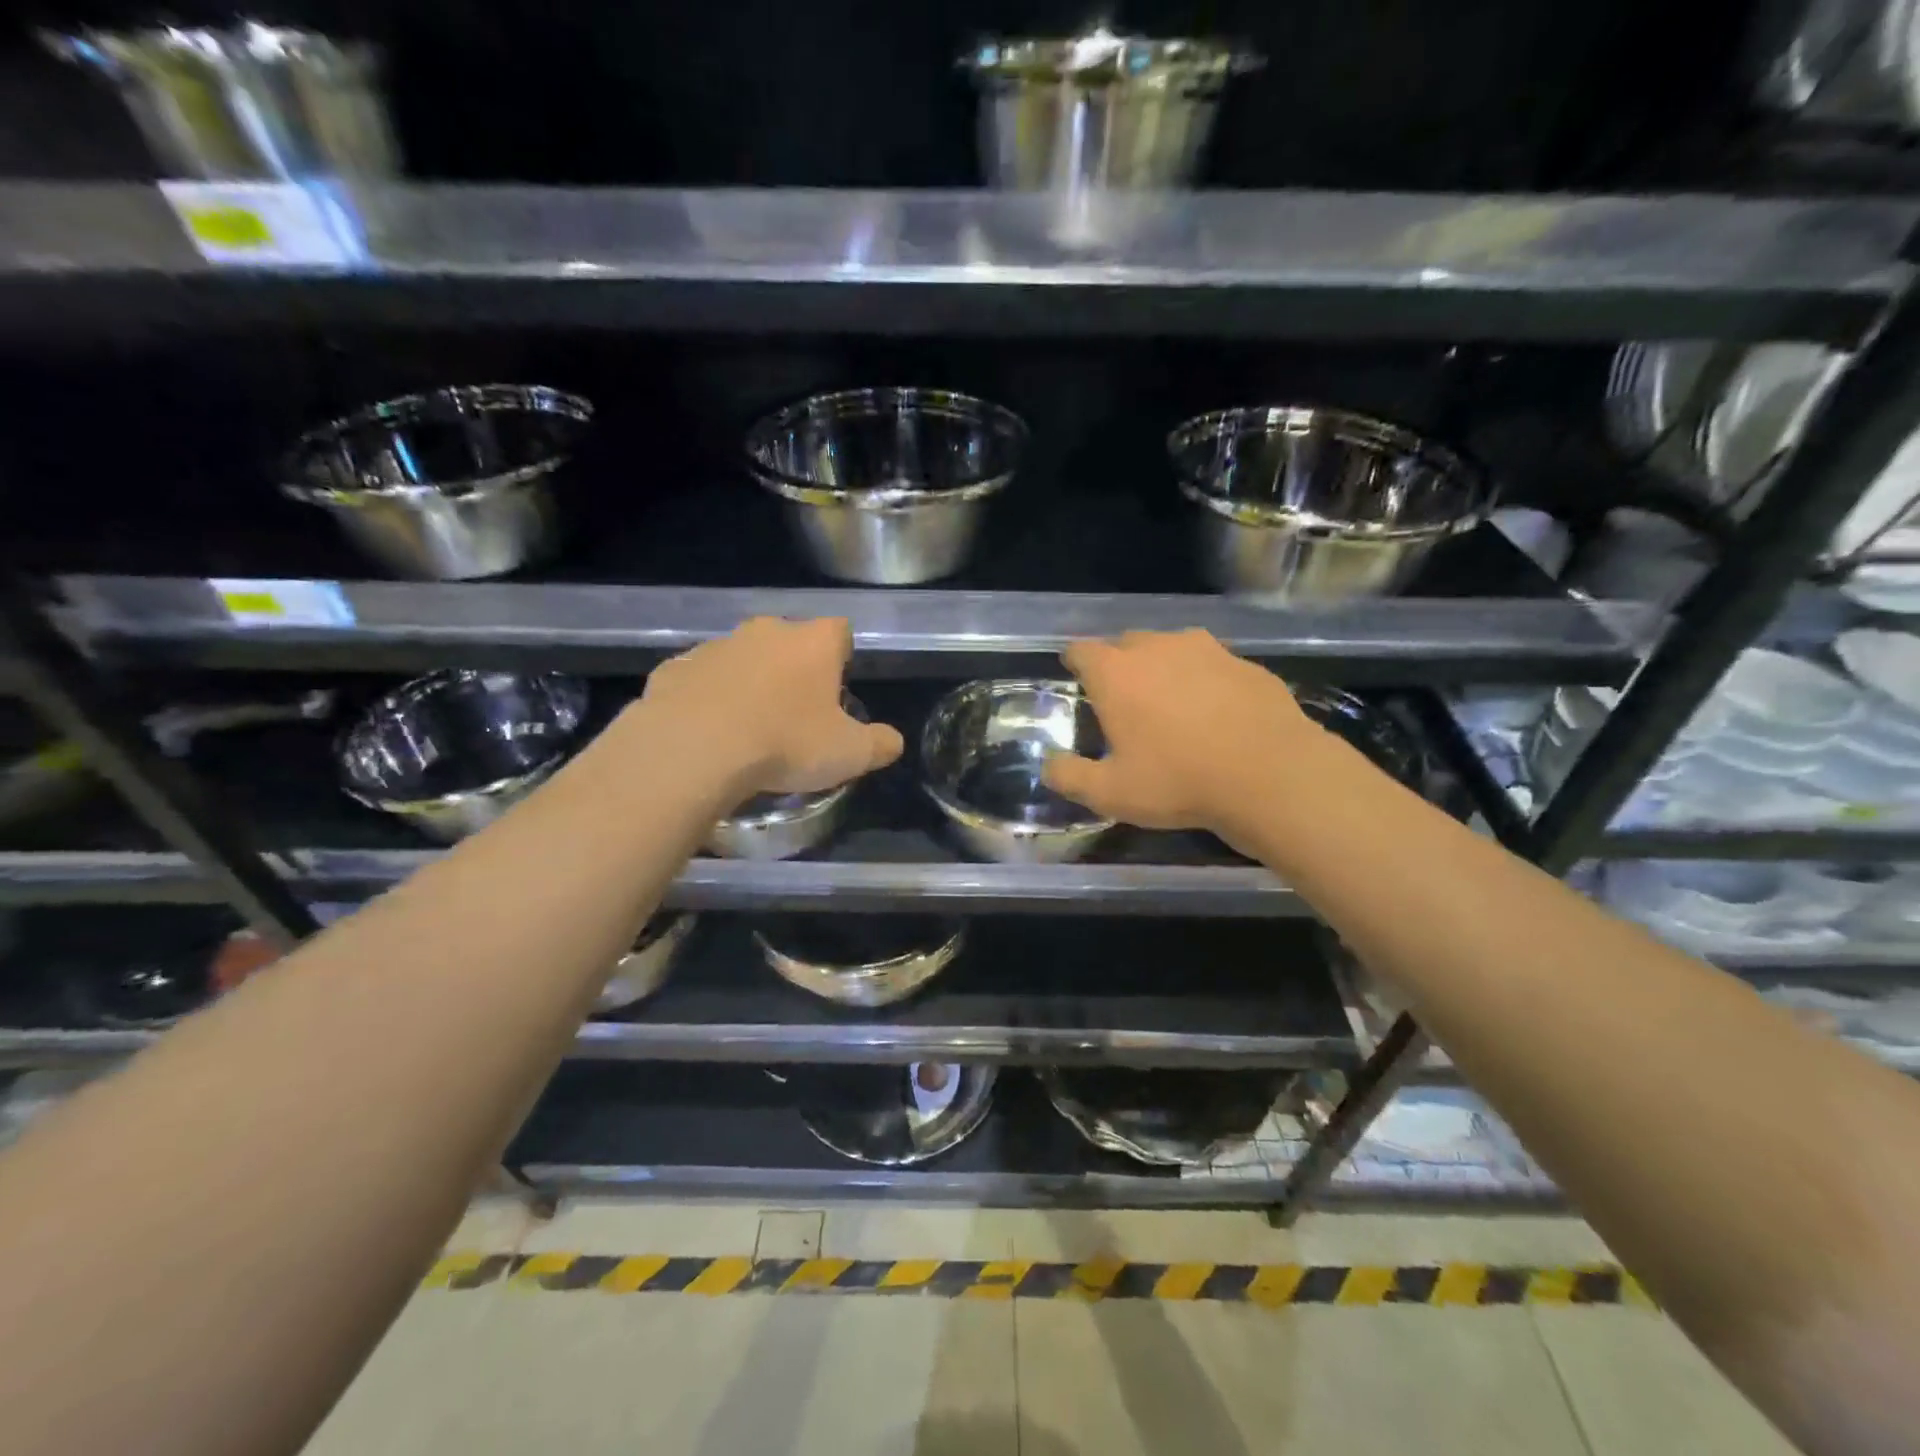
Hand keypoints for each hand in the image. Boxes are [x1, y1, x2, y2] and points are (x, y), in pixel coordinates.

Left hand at [637, 617, 902, 800]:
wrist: (693, 749)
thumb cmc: (785, 743)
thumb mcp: (849, 754)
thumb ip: (879, 744)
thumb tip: (893, 741)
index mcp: (813, 642)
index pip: (840, 631)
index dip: (842, 658)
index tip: (836, 690)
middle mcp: (765, 631)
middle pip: (789, 641)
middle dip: (794, 669)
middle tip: (795, 713)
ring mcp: (715, 646)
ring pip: (742, 658)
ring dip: (749, 682)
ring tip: (748, 728)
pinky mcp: (674, 668)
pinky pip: (700, 679)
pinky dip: (707, 698)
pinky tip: (708, 732)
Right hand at [1042, 629, 1326, 847]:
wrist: (1271, 774)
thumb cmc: (1178, 781)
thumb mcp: (1110, 793)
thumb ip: (1069, 776)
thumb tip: (1049, 765)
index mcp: (1116, 672)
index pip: (1080, 650)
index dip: (1074, 662)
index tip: (1076, 677)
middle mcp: (1158, 647)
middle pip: (1126, 643)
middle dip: (1119, 665)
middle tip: (1123, 701)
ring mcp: (1207, 649)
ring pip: (1172, 649)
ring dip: (1163, 668)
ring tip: (1170, 704)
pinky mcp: (1246, 663)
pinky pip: (1212, 664)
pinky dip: (1205, 681)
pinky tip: (1216, 714)